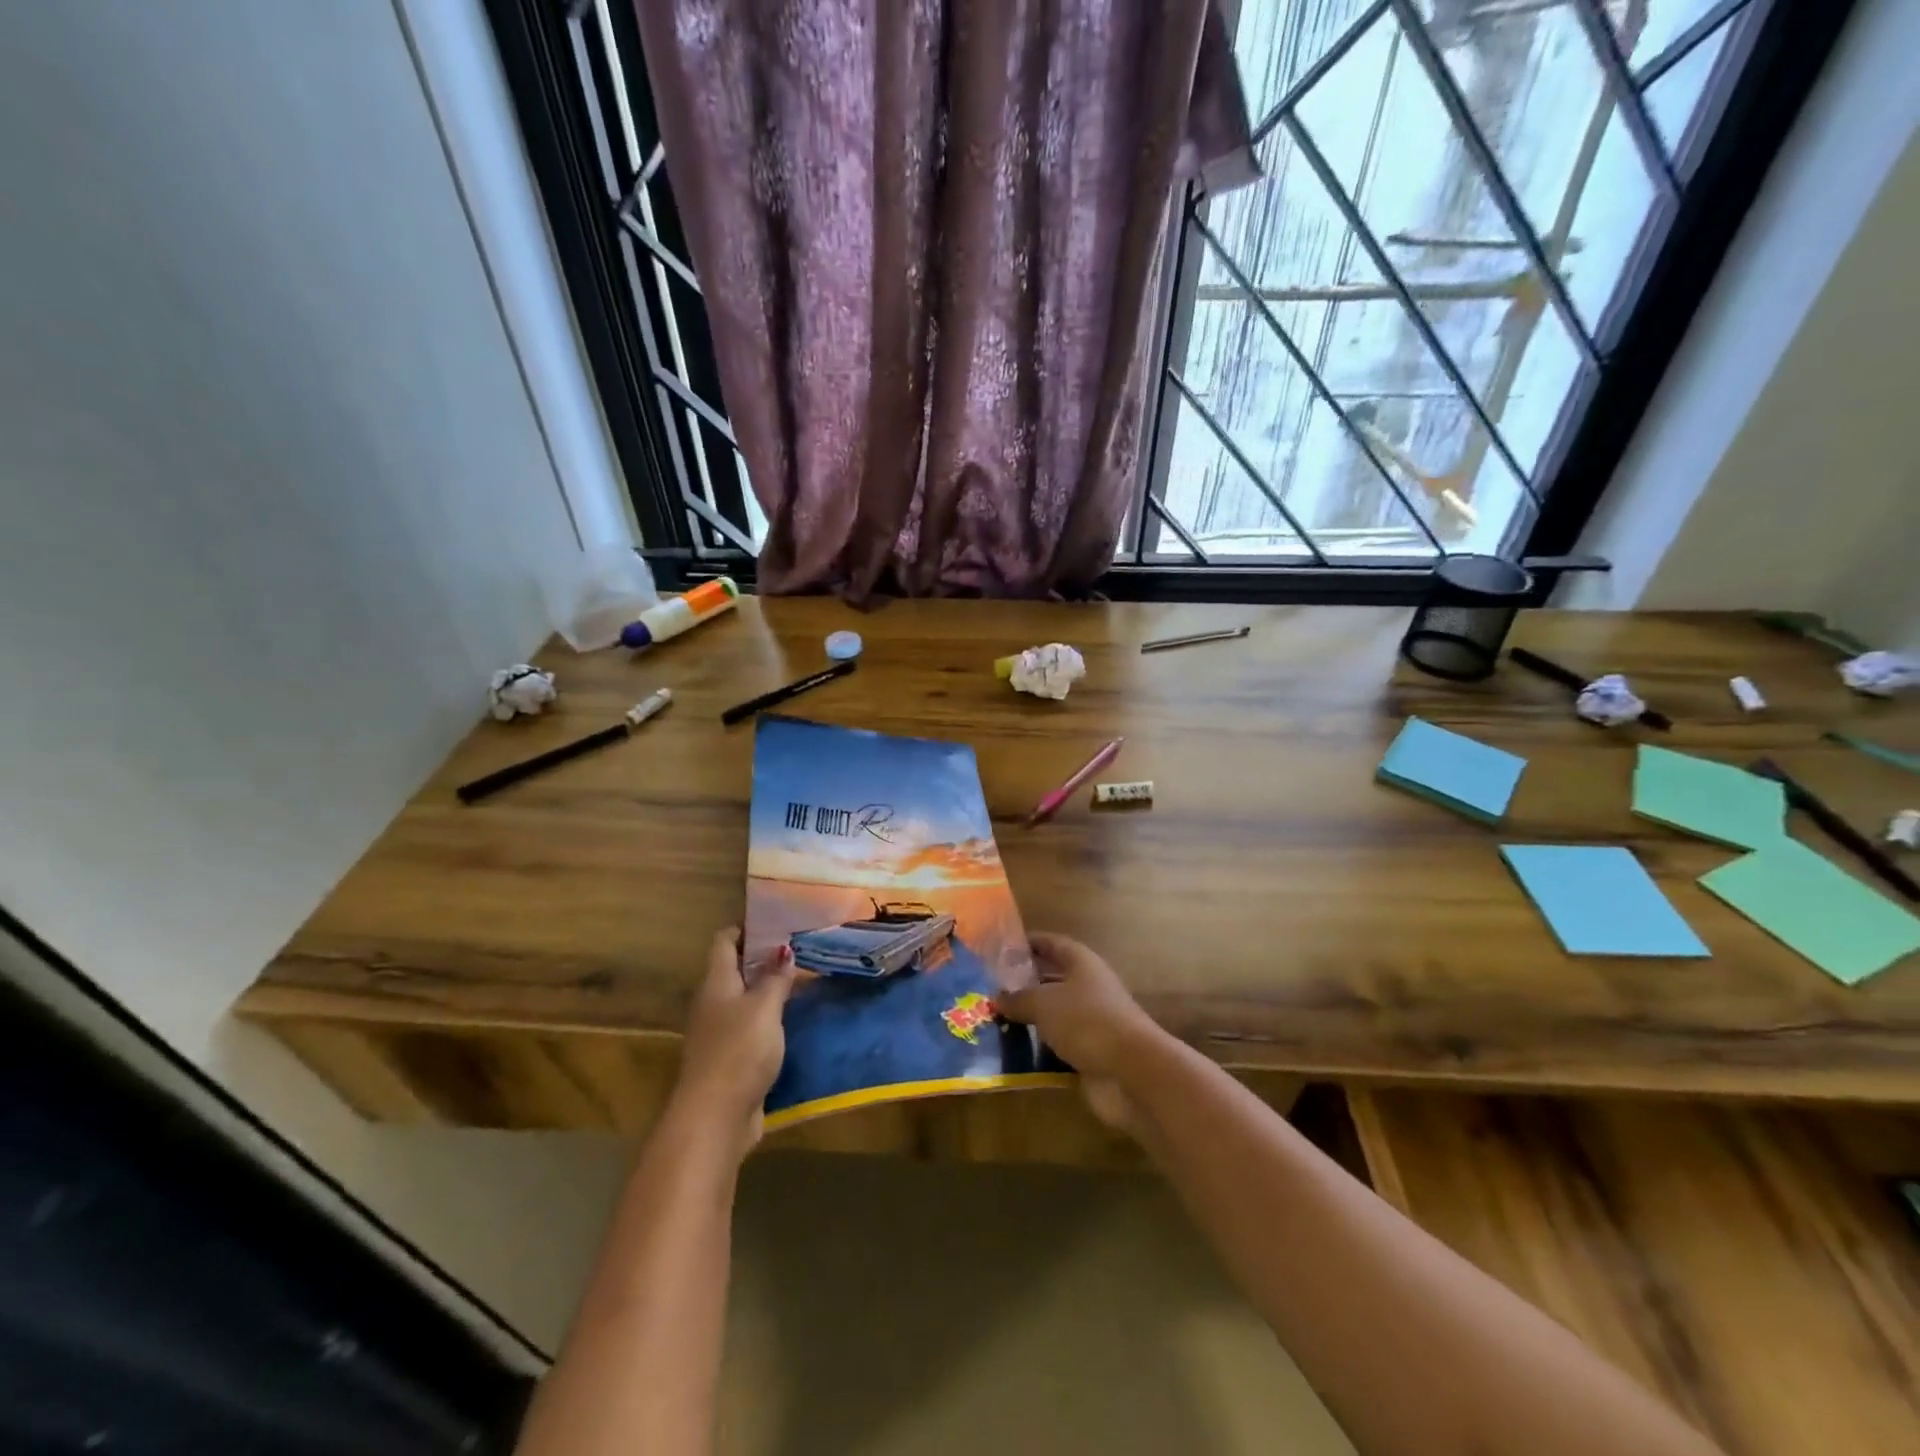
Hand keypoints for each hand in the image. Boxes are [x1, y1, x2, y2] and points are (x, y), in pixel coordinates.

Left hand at [671, 928, 795, 1155]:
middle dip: (763, 958)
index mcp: (716, 983)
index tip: (776, 921)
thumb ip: (775, 978)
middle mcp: (713, 1003)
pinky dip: (769, 1018)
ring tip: (803, 979)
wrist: (715, 1118)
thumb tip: (784, 950)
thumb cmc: (739, 1051)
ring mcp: (719, 1033)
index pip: (724, 941)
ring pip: (744, 999)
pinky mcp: (730, 1059)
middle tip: (799, 949)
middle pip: (734, 969)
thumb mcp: (764, 1008)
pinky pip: (751, 1027)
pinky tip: (793, 1020)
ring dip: (768, 990)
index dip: (746, 928)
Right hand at [997, 932, 1163, 1134]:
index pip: (1052, 944)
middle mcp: (1088, 988)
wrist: (1131, 1071)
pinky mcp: (1090, 1054)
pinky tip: (1011, 1054)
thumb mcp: (1044, 1003)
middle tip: (990, 990)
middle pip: (1052, 980)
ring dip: (1029, 1020)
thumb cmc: (1086, 1021)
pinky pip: (1057, 1047)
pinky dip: (1038, 1050)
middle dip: (1024, 984)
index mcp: (1082, 964)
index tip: (1002, 948)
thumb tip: (998, 998)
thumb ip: (1019, 998)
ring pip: (1053, 1016)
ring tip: (993, 1022)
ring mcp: (1090, 1023)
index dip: (1030, 943)